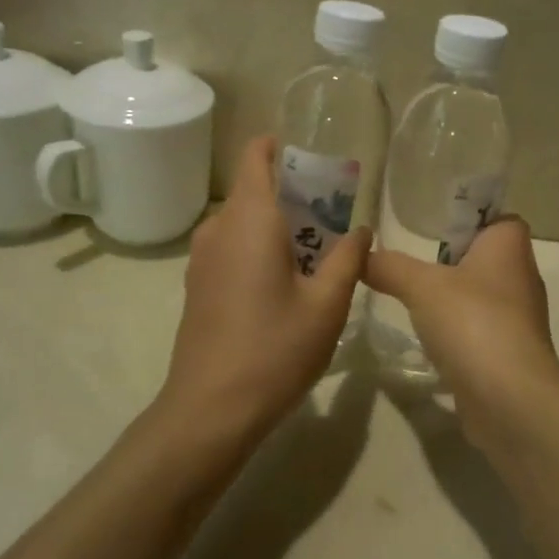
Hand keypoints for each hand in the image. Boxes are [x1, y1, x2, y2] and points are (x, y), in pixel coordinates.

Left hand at [159, 136, 368, 438]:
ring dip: (279, 227)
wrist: (210, 410)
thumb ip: (348, 258)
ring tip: (317, 256)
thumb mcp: (328, 304)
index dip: (279, 148)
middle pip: (255, 192)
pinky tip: (286, 285)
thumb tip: (360, 230)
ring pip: (244, 223)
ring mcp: (203, 259)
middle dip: (294, 197)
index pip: (255, 157)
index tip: (312, 163)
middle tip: (335, 222)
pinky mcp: (198, 287)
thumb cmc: (275, 349)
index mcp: (250, 220)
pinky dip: (260, 249)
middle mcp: (219, 229)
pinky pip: (233, 248)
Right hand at [364, 217, 558, 442]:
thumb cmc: (472, 321)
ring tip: (414, 302)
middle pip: (485, 257)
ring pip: (481, 296)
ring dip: (453, 299)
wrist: (510, 398)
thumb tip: (360, 256)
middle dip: (452, 261)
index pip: (499, 218)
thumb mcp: (421, 286)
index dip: (471, 219)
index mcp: (510, 246)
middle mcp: (521, 277)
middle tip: (413, 265)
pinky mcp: (511, 354)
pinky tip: (431, 341)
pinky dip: (458, 333)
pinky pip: (480, 331)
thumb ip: (390, 267)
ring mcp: (519, 319)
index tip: (435, 229)